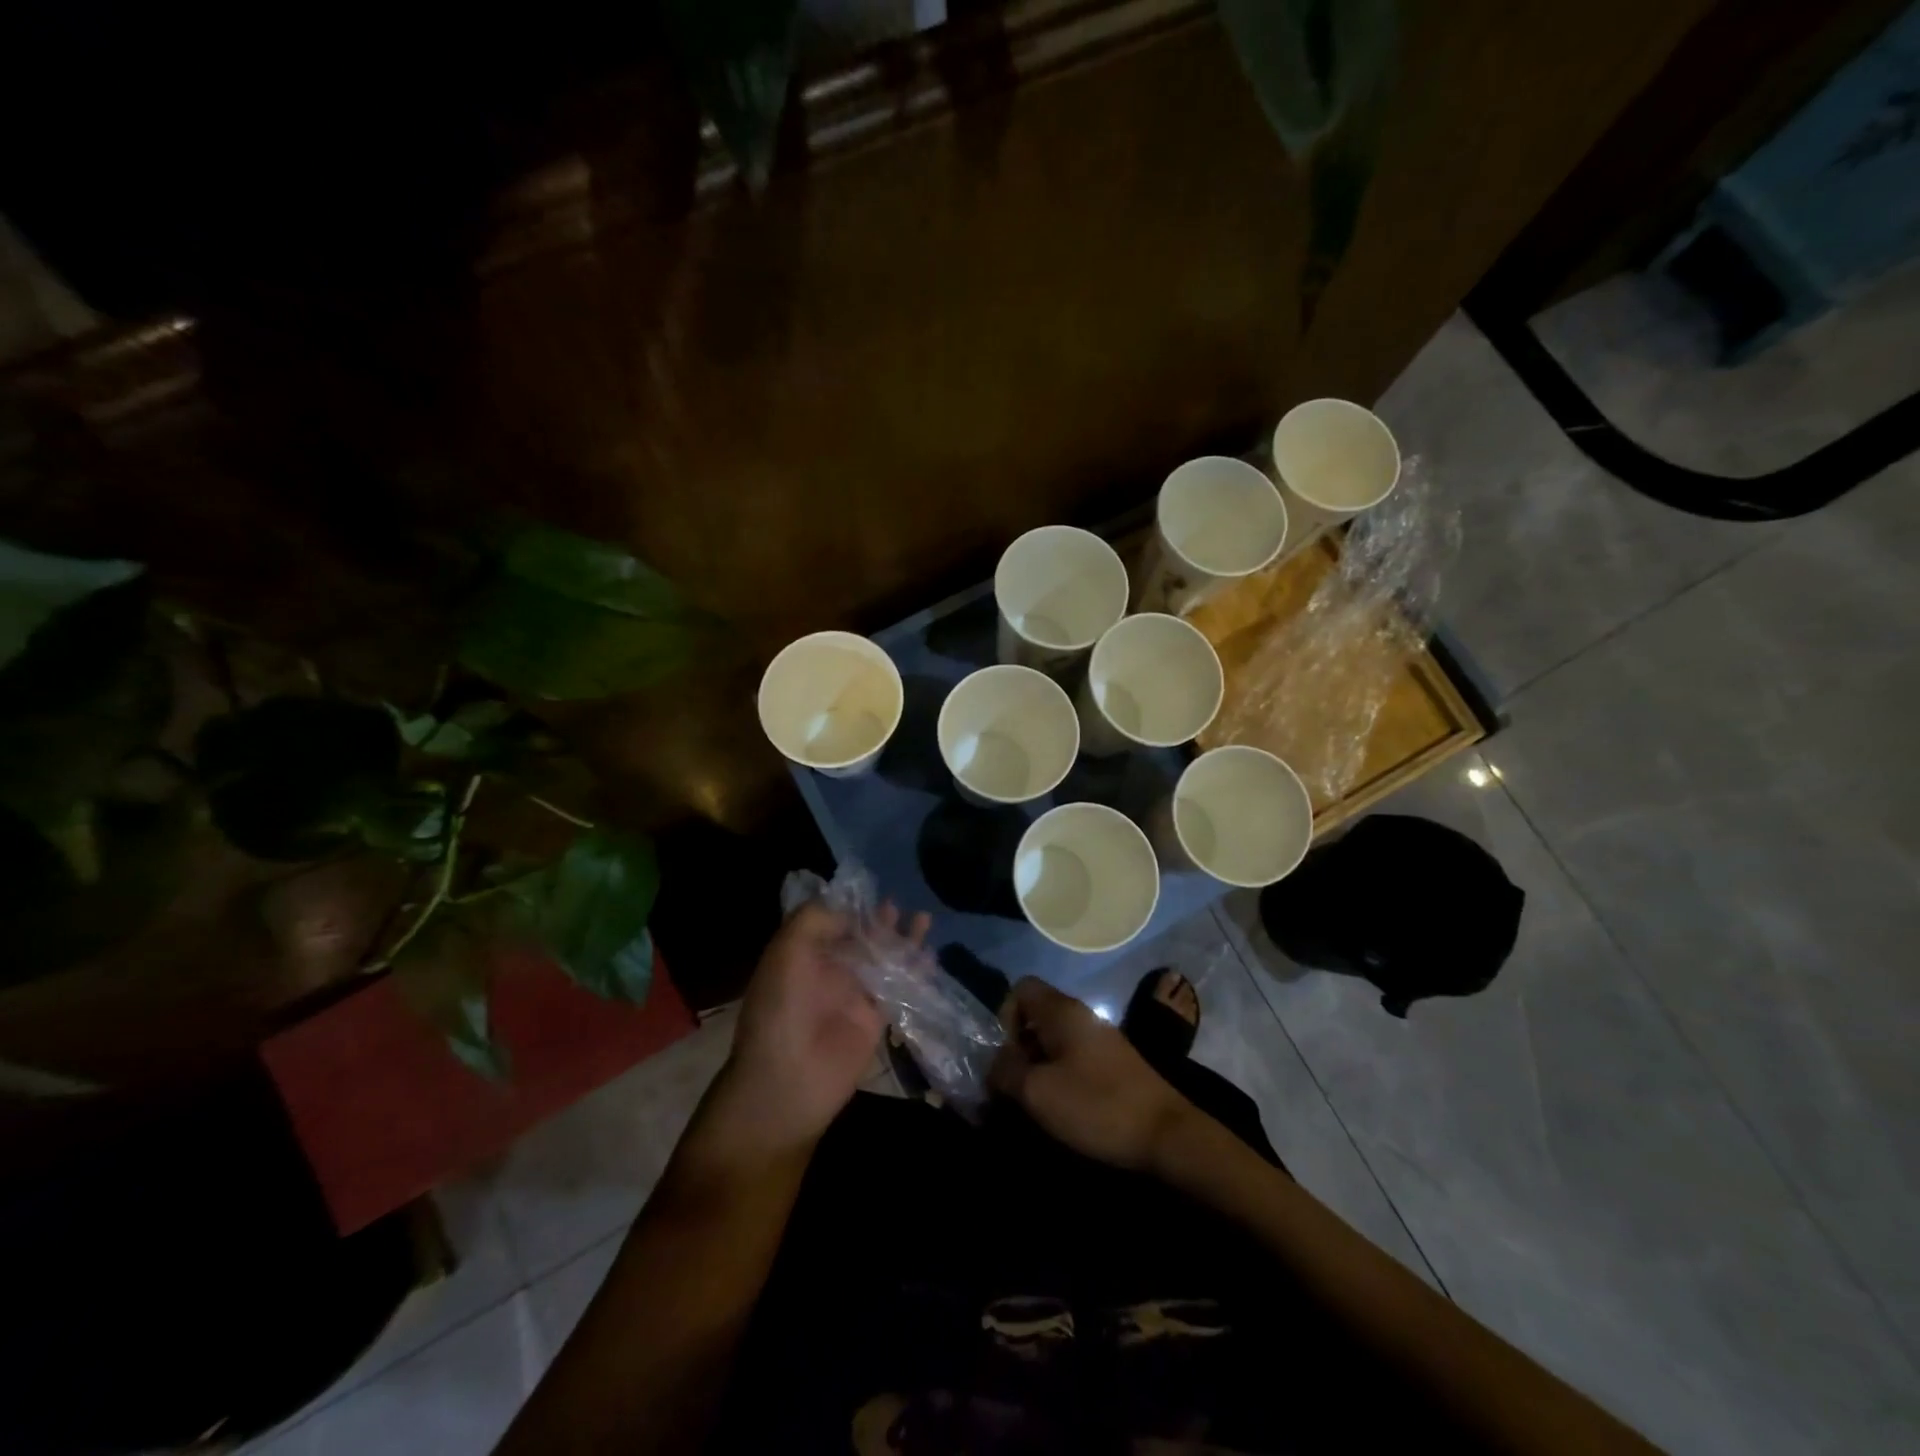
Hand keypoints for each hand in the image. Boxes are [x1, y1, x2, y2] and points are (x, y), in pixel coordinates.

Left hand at [716, 900, 927, 1151]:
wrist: (788, 1082)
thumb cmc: (780, 1011)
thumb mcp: (786, 954)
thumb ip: (814, 921)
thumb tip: (848, 910)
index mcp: (802, 954)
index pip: (829, 921)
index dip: (850, 906)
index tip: (871, 890)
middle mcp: (828, 971)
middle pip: (860, 938)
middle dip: (878, 921)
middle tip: (897, 904)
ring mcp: (854, 995)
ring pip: (883, 959)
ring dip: (902, 940)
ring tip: (923, 918)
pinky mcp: (875, 1019)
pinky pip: (899, 988)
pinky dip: (915, 971)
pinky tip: (930, 956)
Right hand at [989, 978, 1194, 1171]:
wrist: (1166, 1134)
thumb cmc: (1095, 1105)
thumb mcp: (1037, 1092)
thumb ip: (1005, 1072)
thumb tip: (992, 1064)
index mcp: (1062, 1010)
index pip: (1021, 988)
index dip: (1003, 1016)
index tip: (1005, 1056)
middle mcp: (1081, 1015)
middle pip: (1036, 1015)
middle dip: (1017, 1047)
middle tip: (1013, 1086)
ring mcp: (1100, 1038)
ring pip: (1054, 1039)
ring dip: (1037, 1065)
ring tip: (1033, 1102)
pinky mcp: (1113, 1063)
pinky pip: (1073, 1057)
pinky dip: (1059, 1075)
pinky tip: (1061, 1107)